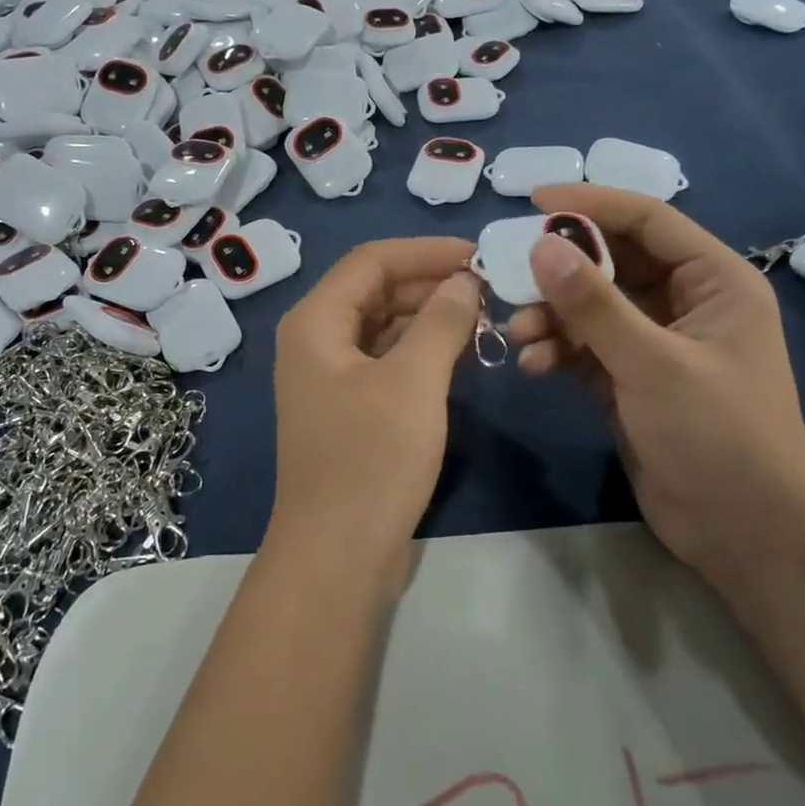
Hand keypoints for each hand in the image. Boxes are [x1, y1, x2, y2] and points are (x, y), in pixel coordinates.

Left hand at [268, 237, 481, 577]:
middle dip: (430, 283)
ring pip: (382, 326)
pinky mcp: (348, 408)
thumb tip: (464, 281)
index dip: (425, 251)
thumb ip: (441, 321)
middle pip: (375, 289)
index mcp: (315, 321)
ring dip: (429, 317)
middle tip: (489, 289)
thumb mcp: (413, 381)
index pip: (371, 260)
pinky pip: (385, 360)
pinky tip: (460, 354)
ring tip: (484, 317)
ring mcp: (329, 376)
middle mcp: (315, 340)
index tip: (479, 254)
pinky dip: (420, 350)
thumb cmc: (372, 459)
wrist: (337, 554)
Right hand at [507, 185, 804, 582]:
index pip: (647, 220)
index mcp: (713, 281)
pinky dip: (557, 351)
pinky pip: (585, 347)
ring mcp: (655, 343)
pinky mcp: (630, 379)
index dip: (591, 204)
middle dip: (561, 271)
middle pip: (612, 263)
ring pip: (592, 307)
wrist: (745, 532)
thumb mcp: (653, 363)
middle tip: (511, 274)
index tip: (534, 201)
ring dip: (552, 316)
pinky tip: (532, 367)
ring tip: (518, 334)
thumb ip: (594, 304)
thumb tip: (542, 246)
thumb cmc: (717, 435)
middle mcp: (684, 302)